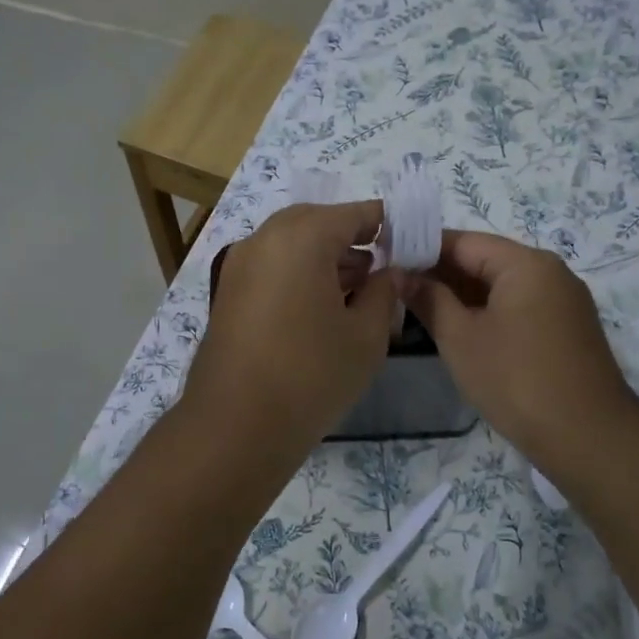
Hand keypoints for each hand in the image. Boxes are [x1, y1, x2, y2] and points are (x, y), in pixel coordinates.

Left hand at [185, 201, 401, 449]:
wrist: (236, 425)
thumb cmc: (312, 375)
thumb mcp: (366, 335)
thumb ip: (384, 292)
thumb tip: (391, 271)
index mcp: (302, 237)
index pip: (355, 214)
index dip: (386, 225)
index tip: (410, 244)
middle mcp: (264, 239)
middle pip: (318, 223)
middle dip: (352, 240)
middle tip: (382, 268)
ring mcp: (239, 265)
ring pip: (291, 244)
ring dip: (324, 257)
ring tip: (357, 291)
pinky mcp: (228, 293)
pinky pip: (271, 267)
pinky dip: (298, 274)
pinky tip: (321, 307)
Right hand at [403, 230, 638, 470]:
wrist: (587, 437)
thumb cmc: (515, 379)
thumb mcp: (460, 337)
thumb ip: (429, 299)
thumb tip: (401, 274)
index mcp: (526, 264)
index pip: (464, 241)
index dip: (422, 249)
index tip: (388, 262)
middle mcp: (550, 272)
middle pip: (485, 260)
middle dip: (440, 274)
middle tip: (396, 289)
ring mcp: (562, 301)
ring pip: (501, 286)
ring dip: (461, 295)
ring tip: (418, 310)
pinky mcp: (566, 329)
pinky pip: (518, 306)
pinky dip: (486, 312)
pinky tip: (458, 330)